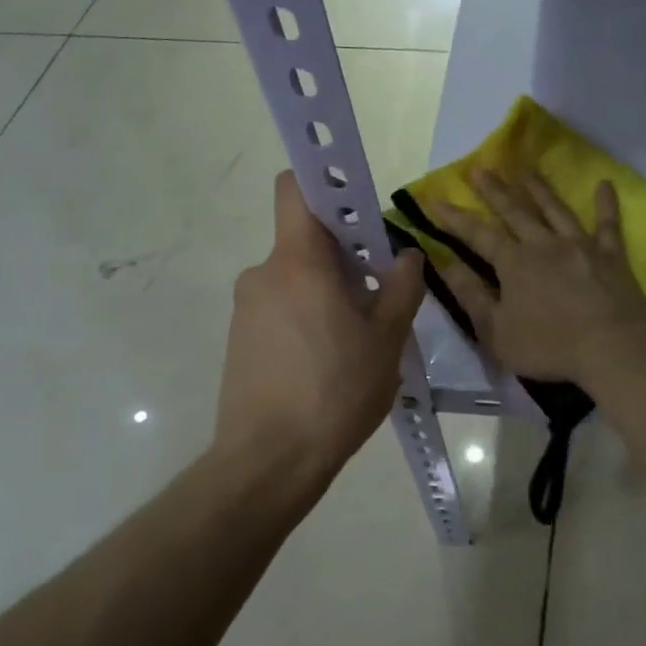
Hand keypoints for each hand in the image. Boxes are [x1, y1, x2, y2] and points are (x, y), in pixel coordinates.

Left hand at [215, 171, 425, 492]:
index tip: (359, 210)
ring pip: (296, 279)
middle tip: (377, 296)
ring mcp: (247, 308)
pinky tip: (327, 363)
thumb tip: (405, 256)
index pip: (295, 188)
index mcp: (298, 262)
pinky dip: (307, 318)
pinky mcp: (240, 339)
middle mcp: (263, 273)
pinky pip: (281, 308)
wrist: (268, 461)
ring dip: (327, 293)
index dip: (326, 183)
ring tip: (355, 341)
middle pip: (305, 240)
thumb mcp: (386, 341)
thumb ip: (401, 289)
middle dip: (344, 256)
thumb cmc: (335, 393)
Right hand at [427, 168, 645, 385]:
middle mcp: (544, 244)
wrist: (612, 348)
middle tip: (480, 167)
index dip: (454, 217)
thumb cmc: (549, 346)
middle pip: (515, 211)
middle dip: (494, 190)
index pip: (477, 234)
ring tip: (526, 169)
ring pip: (556, 209)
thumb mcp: (496, 332)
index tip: (434, 198)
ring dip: (539, 188)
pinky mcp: (611, 254)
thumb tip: (446, 264)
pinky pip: (608, 223)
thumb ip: (471, 296)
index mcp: (514, 263)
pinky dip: (606, 203)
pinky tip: (604, 184)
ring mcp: (580, 245)